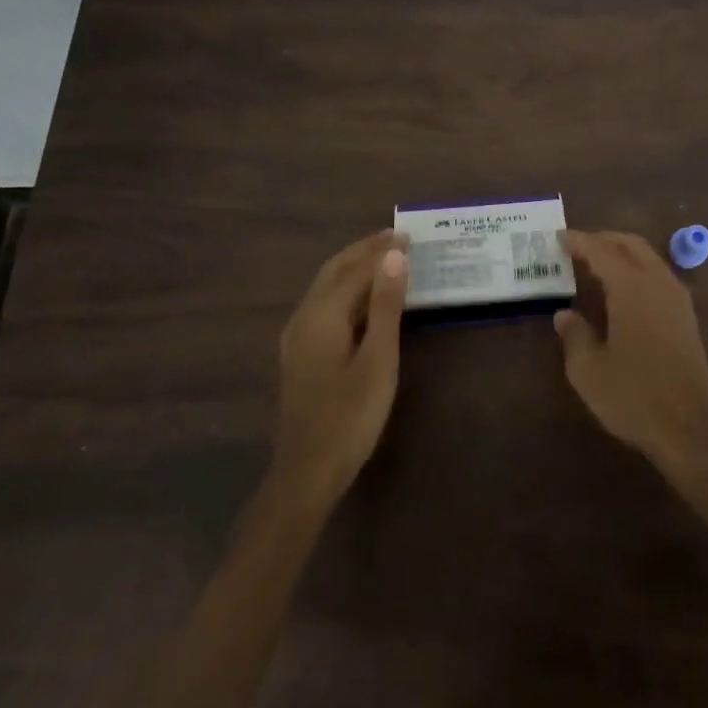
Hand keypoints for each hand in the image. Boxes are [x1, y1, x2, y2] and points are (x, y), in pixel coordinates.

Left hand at [272, 232, 407, 507]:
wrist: (307, 473)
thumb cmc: (350, 417)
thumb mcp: (378, 360)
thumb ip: (386, 306)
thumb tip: (394, 256)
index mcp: (322, 315)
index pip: (355, 269)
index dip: (382, 250)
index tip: (409, 234)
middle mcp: (304, 317)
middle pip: (334, 270)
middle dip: (364, 250)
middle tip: (397, 237)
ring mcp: (298, 336)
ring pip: (327, 287)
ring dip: (355, 267)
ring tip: (385, 258)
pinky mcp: (301, 353)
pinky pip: (325, 304)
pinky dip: (347, 289)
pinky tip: (365, 298)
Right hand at [554, 229, 707, 477]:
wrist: (691, 430)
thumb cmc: (634, 397)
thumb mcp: (589, 371)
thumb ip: (574, 335)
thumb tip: (564, 315)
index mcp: (632, 287)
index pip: (602, 251)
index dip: (579, 242)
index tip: (559, 238)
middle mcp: (658, 283)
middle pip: (630, 245)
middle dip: (603, 240)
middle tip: (577, 246)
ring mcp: (677, 299)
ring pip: (648, 258)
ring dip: (622, 253)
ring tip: (595, 264)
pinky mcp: (686, 317)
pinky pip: (658, 275)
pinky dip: (636, 269)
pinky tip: (621, 289)